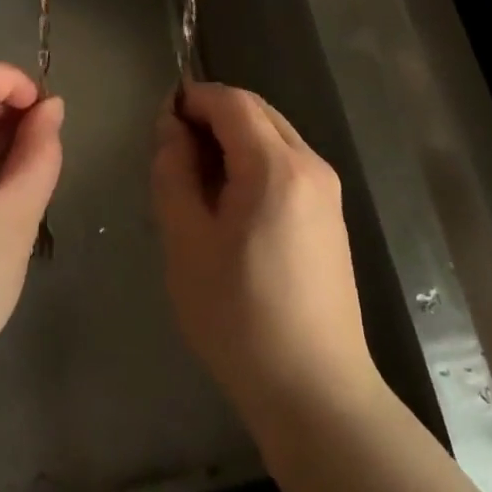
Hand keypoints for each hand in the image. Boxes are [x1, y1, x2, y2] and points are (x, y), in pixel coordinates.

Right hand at [152, 83, 378, 430]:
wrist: (315, 392)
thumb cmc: (240, 317)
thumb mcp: (187, 243)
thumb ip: (174, 173)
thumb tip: (172, 129)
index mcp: (277, 166)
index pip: (232, 101)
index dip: (193, 99)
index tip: (160, 122)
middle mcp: (311, 164)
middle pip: (256, 112)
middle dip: (212, 116)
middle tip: (173, 153)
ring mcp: (327, 190)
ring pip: (273, 136)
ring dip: (233, 139)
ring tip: (197, 181)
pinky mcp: (331, 215)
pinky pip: (287, 164)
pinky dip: (254, 162)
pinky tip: (231, 205)